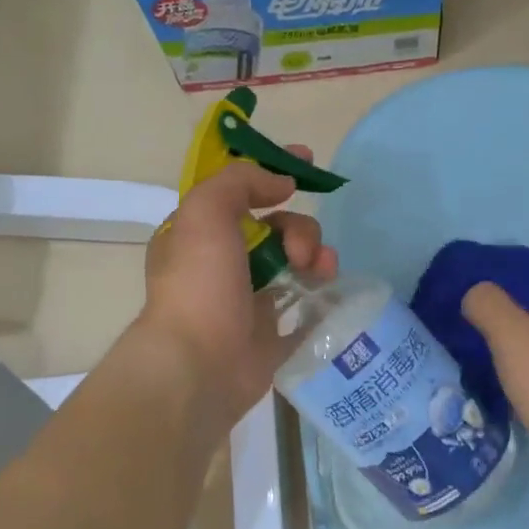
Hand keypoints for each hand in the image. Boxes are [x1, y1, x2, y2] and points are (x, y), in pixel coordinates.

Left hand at [137, 152, 337, 424]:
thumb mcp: (206, 212)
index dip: (272, 174)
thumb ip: (240, 182)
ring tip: (322, 273)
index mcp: (199, 235)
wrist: (200, 365)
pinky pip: (306, 308)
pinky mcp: (272, 336)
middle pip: (277, 229)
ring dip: (317, 259)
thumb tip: (282, 183)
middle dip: (300, 230)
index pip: (240, 193)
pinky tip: (330, 296)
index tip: (307, 162)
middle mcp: (223, 266)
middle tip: (301, 252)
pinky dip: (322, 298)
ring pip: (295, 266)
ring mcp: (249, 303)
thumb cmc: (198, 285)